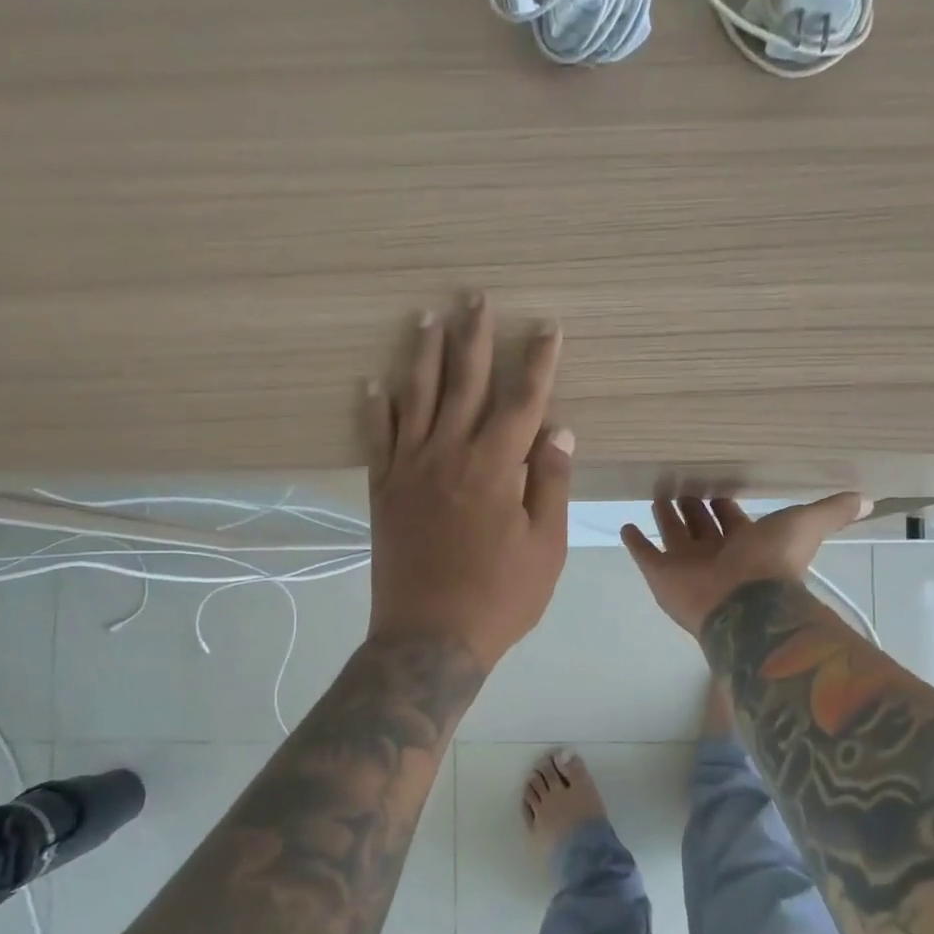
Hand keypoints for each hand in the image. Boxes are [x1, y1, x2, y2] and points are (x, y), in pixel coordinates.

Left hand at [365, 293, 573, 668]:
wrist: (429, 637)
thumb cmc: (499, 597)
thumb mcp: (546, 547)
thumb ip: (550, 484)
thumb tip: (560, 431)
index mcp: (496, 467)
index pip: (523, 400)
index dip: (538, 361)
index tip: (546, 326)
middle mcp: (450, 454)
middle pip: (465, 383)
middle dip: (473, 337)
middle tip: (474, 295)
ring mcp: (410, 470)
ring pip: (417, 398)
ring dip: (423, 354)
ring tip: (427, 317)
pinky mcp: (383, 491)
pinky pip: (377, 438)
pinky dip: (376, 408)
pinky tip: (373, 383)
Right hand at [621, 494, 869, 634]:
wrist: (746, 604)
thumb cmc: (774, 561)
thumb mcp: (807, 525)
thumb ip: (832, 511)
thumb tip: (867, 498)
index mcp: (746, 542)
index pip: (731, 518)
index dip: (725, 504)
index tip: (715, 485)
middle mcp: (715, 553)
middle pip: (700, 525)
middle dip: (692, 507)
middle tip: (680, 486)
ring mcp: (686, 565)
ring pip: (673, 536)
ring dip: (665, 517)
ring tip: (655, 496)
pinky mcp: (661, 575)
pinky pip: (644, 554)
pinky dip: (635, 541)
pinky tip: (626, 526)